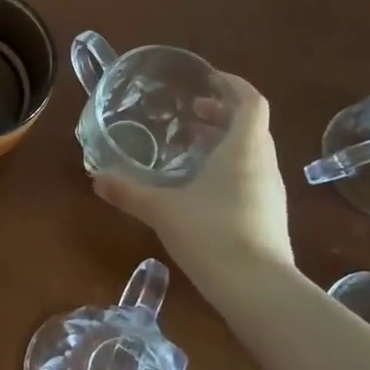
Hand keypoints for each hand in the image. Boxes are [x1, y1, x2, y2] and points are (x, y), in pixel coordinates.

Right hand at [92, 72, 296, 286]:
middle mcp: (264, 164)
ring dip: (227, 143)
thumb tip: (97, 179)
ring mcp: (271, 193)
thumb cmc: (211, 232)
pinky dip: (231, 170)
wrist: (257, 289)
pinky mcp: (271, 217)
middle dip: (224, 114)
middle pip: (252, 126)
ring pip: (253, 153)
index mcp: (244, 148)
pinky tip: (203, 189)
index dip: (233, 85)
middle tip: (191, 115)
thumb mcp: (162, 209)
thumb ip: (128, 191)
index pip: (251, 101)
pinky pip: (253, 178)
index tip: (208, 80)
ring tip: (193, 150)